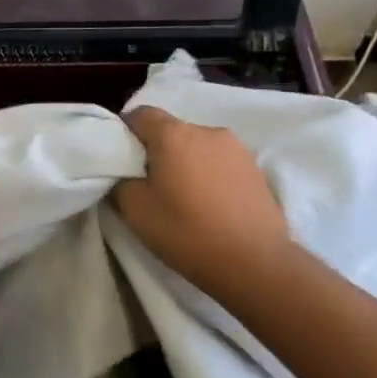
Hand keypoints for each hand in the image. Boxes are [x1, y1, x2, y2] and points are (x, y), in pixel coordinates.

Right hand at [113, 107, 292, 295]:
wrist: (255, 263)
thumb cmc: (188, 233)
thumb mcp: (136, 212)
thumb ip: (121, 182)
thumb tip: (123, 172)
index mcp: (173, 134)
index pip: (140, 115)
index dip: (126, 134)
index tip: (123, 162)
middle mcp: (205, 130)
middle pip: (171, 130)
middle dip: (157, 150)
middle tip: (151, 185)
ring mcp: (235, 147)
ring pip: (197, 145)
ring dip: (186, 162)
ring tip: (185, 197)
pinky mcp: (255, 167)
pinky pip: (220, 161)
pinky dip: (210, 174)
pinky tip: (211, 204)